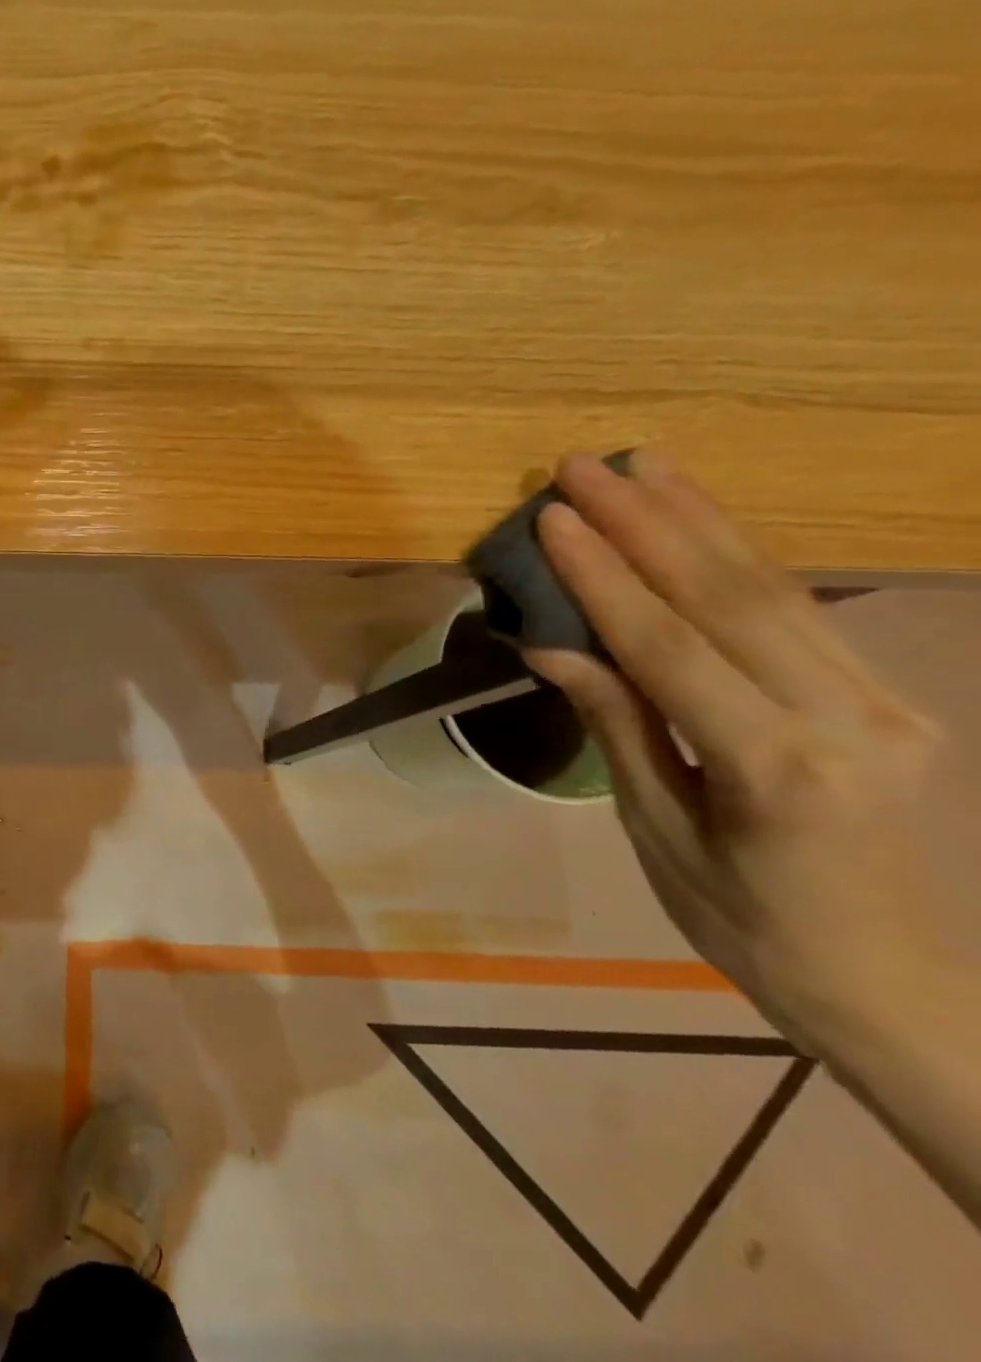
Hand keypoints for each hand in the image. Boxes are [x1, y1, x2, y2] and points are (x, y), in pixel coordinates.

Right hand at [526, 451, 941, 1047]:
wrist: (883, 976)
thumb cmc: (739, 918)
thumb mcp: (655, 828)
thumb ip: (617, 725)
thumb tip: (553, 647)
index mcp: (777, 769)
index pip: (671, 647)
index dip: (604, 577)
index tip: (553, 518)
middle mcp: (850, 720)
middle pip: (731, 598)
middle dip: (648, 523)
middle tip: (586, 466)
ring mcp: (885, 701)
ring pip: (776, 589)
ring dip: (699, 519)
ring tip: (642, 466)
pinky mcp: (890, 695)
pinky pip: (802, 612)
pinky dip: (742, 555)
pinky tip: (700, 518)